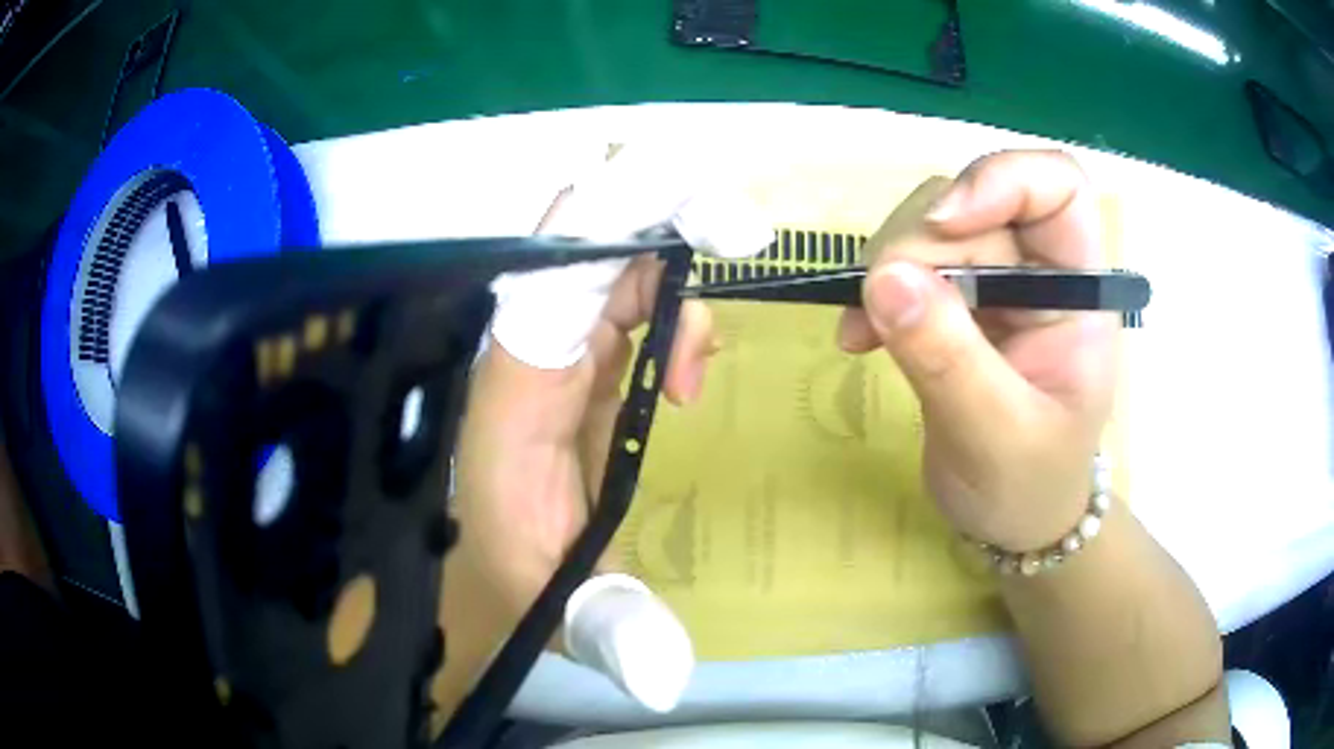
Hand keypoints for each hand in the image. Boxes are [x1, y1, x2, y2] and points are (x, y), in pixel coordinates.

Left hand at [450, 256, 714, 642]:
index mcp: (507, 403)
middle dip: (658, 215)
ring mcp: (544, 352)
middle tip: (738, 234)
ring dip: (669, 274)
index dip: (614, 228)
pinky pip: (618, 299)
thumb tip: (670, 675)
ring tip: (701, 359)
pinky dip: (665, 309)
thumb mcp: (566, 619)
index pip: (544, 282)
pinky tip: (687, 368)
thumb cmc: (511, 588)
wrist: (485, 576)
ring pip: (603, 261)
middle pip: (576, 241)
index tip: (708, 223)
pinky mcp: (569, 361)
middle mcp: (518, 358)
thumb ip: (615, 632)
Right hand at [838, 151, 1118, 551]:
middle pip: (976, 203)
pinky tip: (857, 337)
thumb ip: (949, 359)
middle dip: (920, 244)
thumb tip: (884, 277)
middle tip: (878, 305)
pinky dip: (873, 292)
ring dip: (887, 266)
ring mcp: (995, 285)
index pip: (1058, 186)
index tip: (943, 225)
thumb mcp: (997, 435)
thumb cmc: (1030, 486)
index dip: (1001, 179)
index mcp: (1079, 290)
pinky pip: (907, 267)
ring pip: (932, 228)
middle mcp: (1039, 271)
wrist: (1014, 520)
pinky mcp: (955, 304)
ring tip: (863, 331)